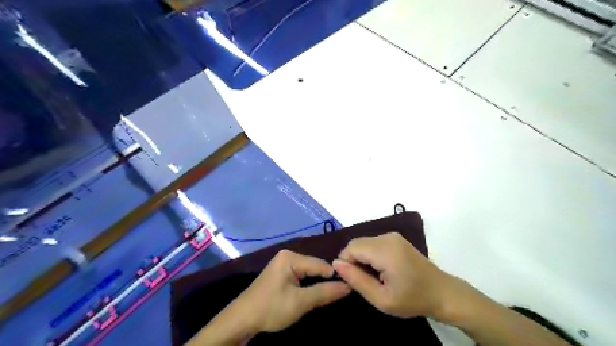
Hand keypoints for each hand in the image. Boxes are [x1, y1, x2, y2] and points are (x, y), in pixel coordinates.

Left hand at [229, 250, 350, 333]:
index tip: (348, 289)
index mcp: (291, 257)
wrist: (242, 320)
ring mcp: (283, 263)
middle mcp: (288, 255)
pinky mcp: (281, 273)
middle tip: (339, 294)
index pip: (320, 264)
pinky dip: (308, 285)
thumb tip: (348, 286)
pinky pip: (301, 275)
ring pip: (309, 272)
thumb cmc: (271, 308)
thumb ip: (325, 292)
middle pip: (314, 267)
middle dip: (325, 280)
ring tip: (330, 295)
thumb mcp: (300, 302)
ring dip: (317, 284)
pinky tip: (314, 293)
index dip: (335, 277)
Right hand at [332, 232, 451, 318]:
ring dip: (361, 258)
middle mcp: (387, 237)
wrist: (443, 293)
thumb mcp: (382, 299)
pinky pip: (373, 243)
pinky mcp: (395, 239)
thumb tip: (335, 264)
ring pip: (363, 242)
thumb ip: (356, 280)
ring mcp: (392, 236)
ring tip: (372, 277)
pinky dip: (369, 255)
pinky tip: (379, 270)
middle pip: (356, 243)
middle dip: (352, 260)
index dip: (345, 263)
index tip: (352, 281)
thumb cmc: (413, 299)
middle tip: (362, 281)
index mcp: (385, 250)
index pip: (351, 247)